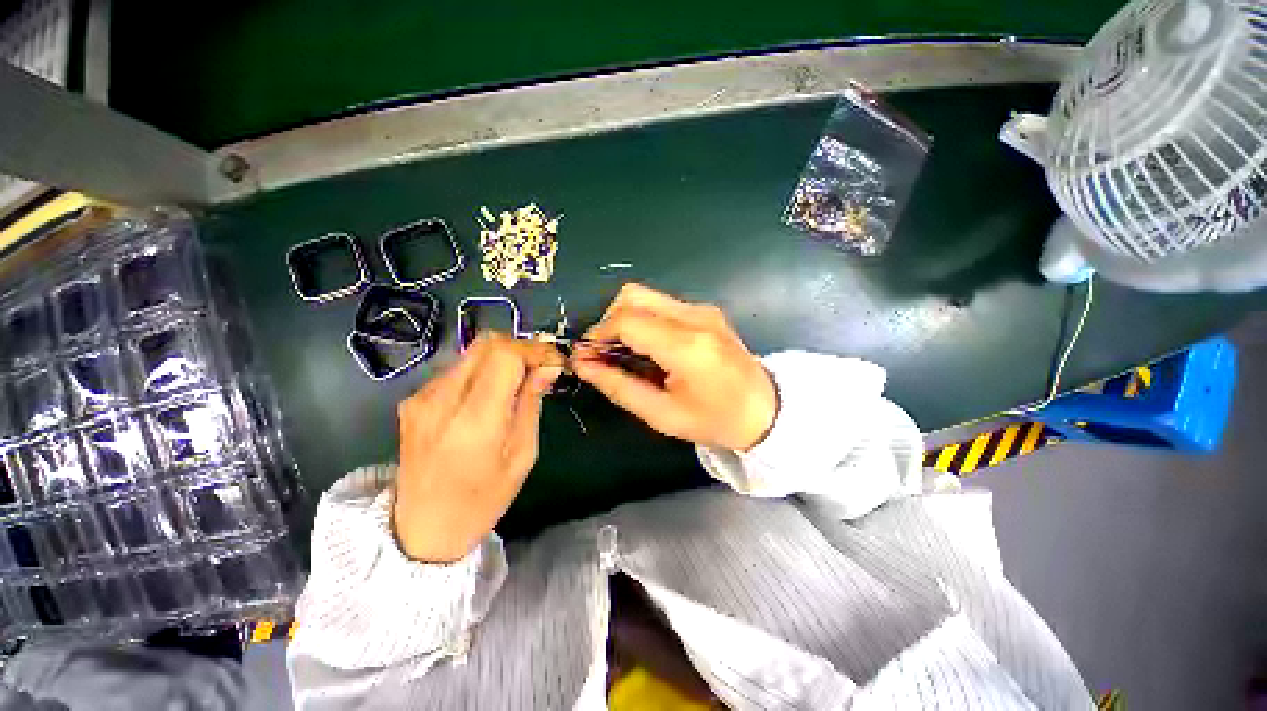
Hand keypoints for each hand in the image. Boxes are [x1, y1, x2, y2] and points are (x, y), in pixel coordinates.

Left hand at [393, 333, 563, 562]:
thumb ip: (531, 404)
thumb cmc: (482, 500)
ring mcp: (421, 398)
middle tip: (540, 366)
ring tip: (518, 382)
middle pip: (486, 344)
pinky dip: (481, 372)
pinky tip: (490, 396)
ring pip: (471, 354)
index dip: (534, 350)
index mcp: (475, 420)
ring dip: (501, 359)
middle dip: (520, 348)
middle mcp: (442, 400)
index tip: (553, 361)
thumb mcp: (522, 455)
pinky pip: (456, 371)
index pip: (505, 356)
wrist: (421, 530)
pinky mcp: (412, 400)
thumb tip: (548, 367)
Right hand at [572, 284, 777, 451]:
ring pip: (646, 296)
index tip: (587, 356)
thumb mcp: (661, 414)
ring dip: (625, 319)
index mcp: (686, 346)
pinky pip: (662, 304)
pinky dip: (644, 320)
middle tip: (604, 351)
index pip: (627, 321)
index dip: (598, 334)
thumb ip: (618, 386)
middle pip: (633, 295)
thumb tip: (582, 364)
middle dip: (608, 320)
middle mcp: (695, 317)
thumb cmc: (714, 420)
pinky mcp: (706, 310)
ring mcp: (703, 309)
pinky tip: (647, 347)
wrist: (765, 410)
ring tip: (624, 352)